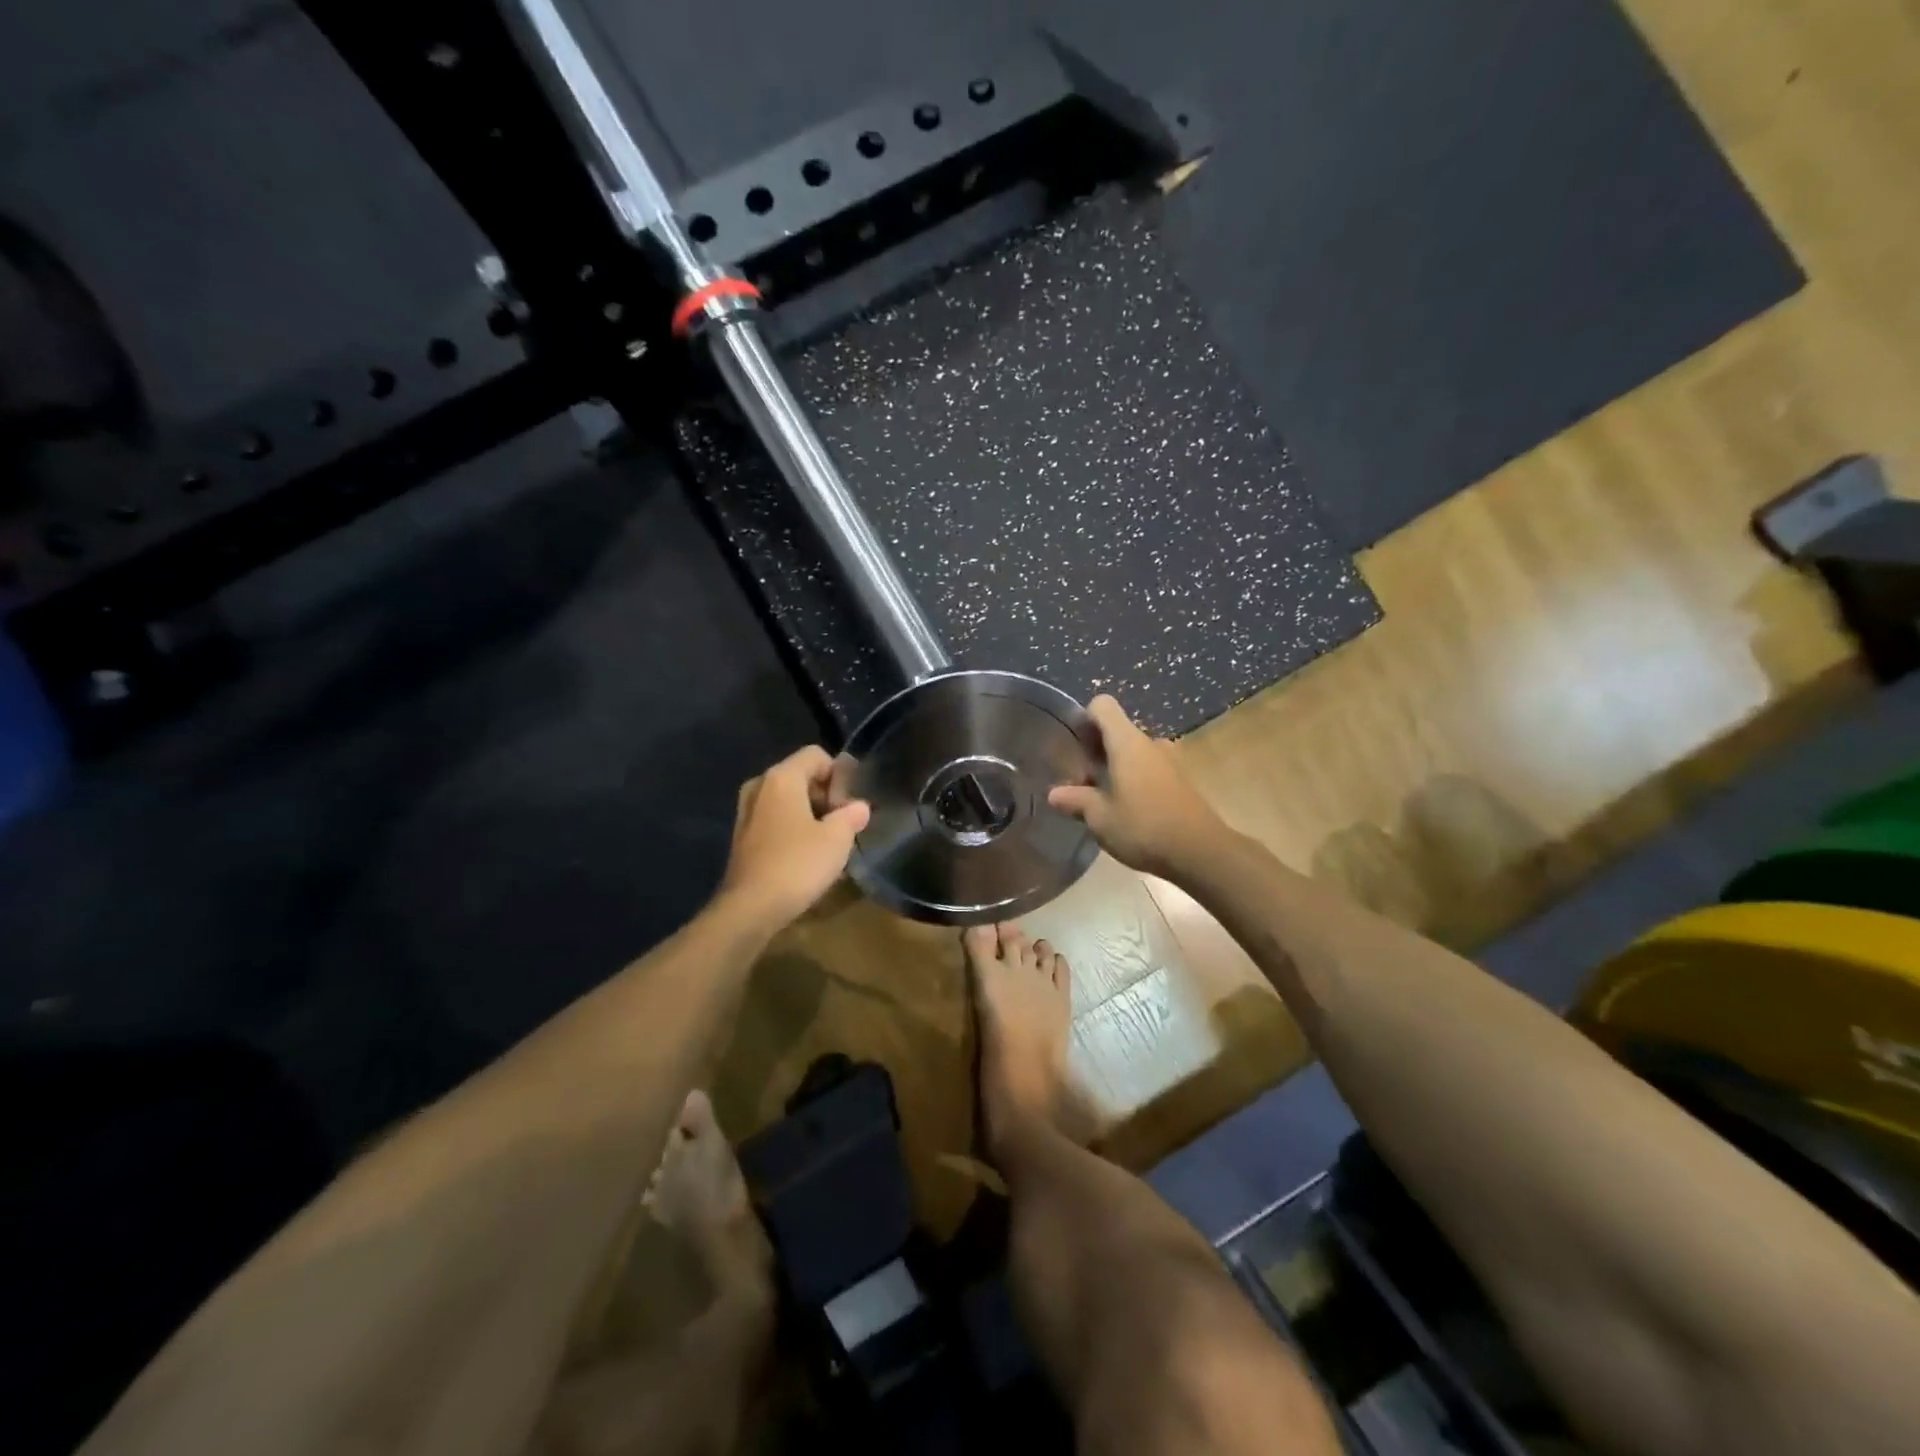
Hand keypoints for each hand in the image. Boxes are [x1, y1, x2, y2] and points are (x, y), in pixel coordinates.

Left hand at [719, 746, 870, 929]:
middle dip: (826, 795)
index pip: (817, 755)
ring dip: (810, 814)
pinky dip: (793, 828)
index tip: (851, 802)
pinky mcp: (742, 836)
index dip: (840, 774)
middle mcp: (760, 786)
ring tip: (829, 841)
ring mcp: (746, 811)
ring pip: (787, 799)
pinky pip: (775, 819)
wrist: (750, 908)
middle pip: (801, 776)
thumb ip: (851, 815)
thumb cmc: (797, 864)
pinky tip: (807, 855)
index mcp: (781, 778)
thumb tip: (859, 807)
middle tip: (845, 823)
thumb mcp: (837, 839)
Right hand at [1048, 696, 1223, 877]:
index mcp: (1127, 742)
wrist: (1201, 853)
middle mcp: (1150, 743)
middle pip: (1116, 732)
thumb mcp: (1099, 817)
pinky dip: (1134, 782)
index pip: (1102, 705)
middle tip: (1081, 785)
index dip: (1084, 719)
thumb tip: (1054, 794)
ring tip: (1102, 802)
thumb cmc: (1144, 827)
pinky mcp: (1181, 781)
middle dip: (1095, 753)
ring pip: (1133, 754)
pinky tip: (1128, 813)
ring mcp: (1169, 761)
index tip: (1074, 747)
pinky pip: (1149, 770)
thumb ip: (1074, 800)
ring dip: (1115, 770)